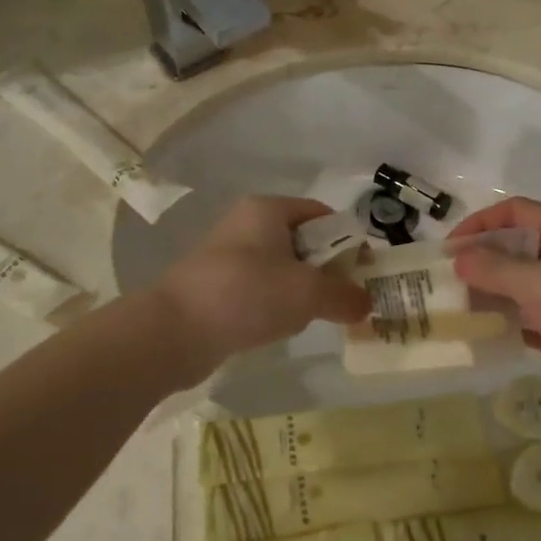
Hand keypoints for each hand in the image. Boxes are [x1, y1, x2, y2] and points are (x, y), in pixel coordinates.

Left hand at [157, 196, 370, 361]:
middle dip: (327, 269)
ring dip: (302, 290)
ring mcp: (228, 256)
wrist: (174, 330)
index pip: (322, 214)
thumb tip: (366, 303)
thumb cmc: (247, 294)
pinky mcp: (216, 286)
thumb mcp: (307, 293)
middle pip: (303, 241)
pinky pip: (259, 289)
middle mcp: (247, 225)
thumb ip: (344, 295)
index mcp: (269, 210)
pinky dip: (275, 304)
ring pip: (281, 268)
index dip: (348, 239)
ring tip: (316, 316)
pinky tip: (280, 327)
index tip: (365, 270)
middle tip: (347, 298)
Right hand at [450, 196, 540, 423]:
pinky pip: (525, 316)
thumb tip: (459, 258)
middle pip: (514, 247)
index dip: (480, 223)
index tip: (450, 248)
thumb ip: (494, 268)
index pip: (516, 212)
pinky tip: (477, 332)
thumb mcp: (539, 283)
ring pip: (518, 284)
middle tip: (444, 280)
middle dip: (480, 260)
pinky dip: (502, 321)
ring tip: (452, 306)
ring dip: (487, 292)